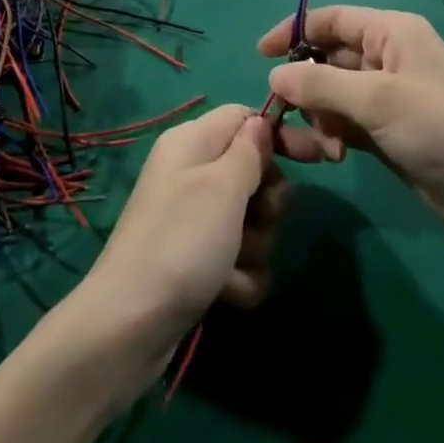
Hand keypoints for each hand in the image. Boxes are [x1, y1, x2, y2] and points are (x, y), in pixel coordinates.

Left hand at [77, 105, 287, 357]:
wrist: (130, 324)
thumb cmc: (181, 241)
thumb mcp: (222, 187)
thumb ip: (250, 151)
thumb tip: (262, 122)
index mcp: (191, 142)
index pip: (244, 117)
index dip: (278, 135)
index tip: (313, 159)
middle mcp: (191, 173)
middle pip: (253, 171)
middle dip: (267, 202)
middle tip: (259, 219)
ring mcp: (192, 219)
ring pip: (251, 219)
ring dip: (254, 246)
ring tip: (233, 264)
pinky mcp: (195, 259)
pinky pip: (237, 257)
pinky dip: (239, 275)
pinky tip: (226, 292)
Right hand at [260, 7, 443, 244]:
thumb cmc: (441, 128)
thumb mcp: (377, 99)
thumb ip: (320, 83)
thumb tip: (274, 75)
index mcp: (390, 33)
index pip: (331, 20)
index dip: (293, 31)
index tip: (260, 55)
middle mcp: (387, 58)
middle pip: (327, 60)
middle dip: (305, 86)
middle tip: (283, 114)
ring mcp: (388, 96)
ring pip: (332, 95)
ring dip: (319, 117)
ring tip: (325, 147)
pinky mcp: (388, 131)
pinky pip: (344, 122)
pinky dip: (332, 134)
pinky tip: (333, 156)